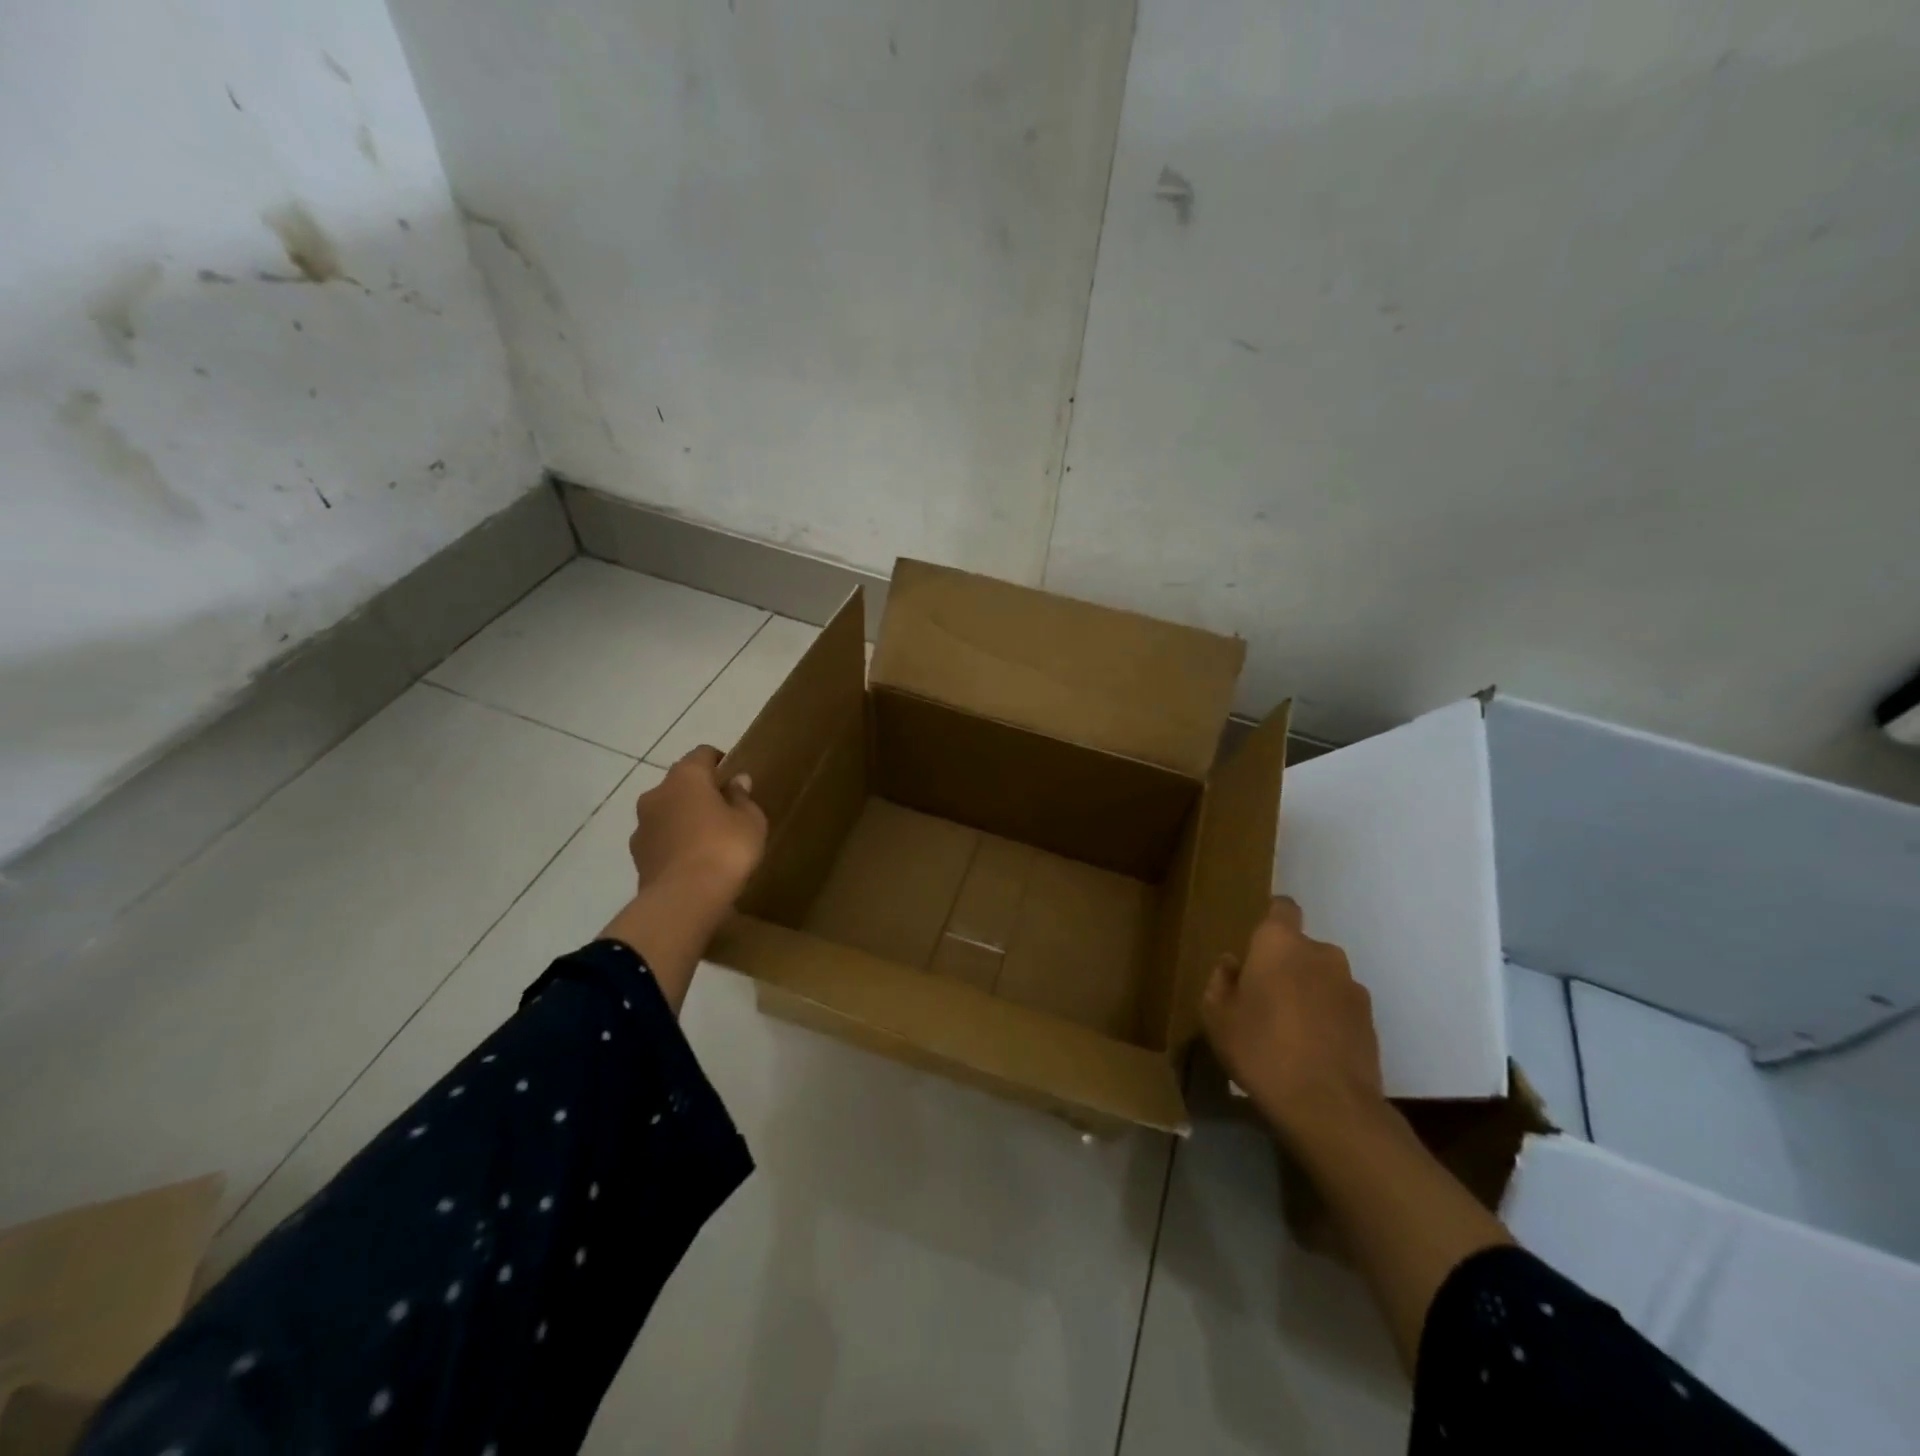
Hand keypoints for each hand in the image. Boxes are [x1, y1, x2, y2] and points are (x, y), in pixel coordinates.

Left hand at [629, 746, 767, 917]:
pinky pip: (661, 839)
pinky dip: (675, 843)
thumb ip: (742, 798)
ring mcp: (642, 826)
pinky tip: (693, 861)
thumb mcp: (750, 821)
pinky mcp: (637, 856)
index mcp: (686, 777)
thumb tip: (736, 781)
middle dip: (700, 792)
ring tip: (708, 839)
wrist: (684, 899)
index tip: (733, 774)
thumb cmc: (725, 848)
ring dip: (684, 818)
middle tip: (724, 809)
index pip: (702, 754)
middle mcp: (657, 793)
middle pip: (681, 783)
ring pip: (667, 812)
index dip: (719, 761)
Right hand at [1202, 896, 1384, 1137]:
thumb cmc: (1260, 1049)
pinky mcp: (1371, 1020)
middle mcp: (1321, 953)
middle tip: (1265, 997)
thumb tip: (1232, 964)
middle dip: (1285, 965)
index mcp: (1279, 943)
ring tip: (1291, 1029)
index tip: (1257, 944)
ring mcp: (1352, 986)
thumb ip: (1221, 982)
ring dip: (1309, 992)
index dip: (1271, 919)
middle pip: (1300, 947)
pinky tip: (1314, 1049)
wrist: (1329, 1106)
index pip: (1282, 907)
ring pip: (1323, 977)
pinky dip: (1328, 1018)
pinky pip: (1340, 1006)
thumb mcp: (1217, 1017)